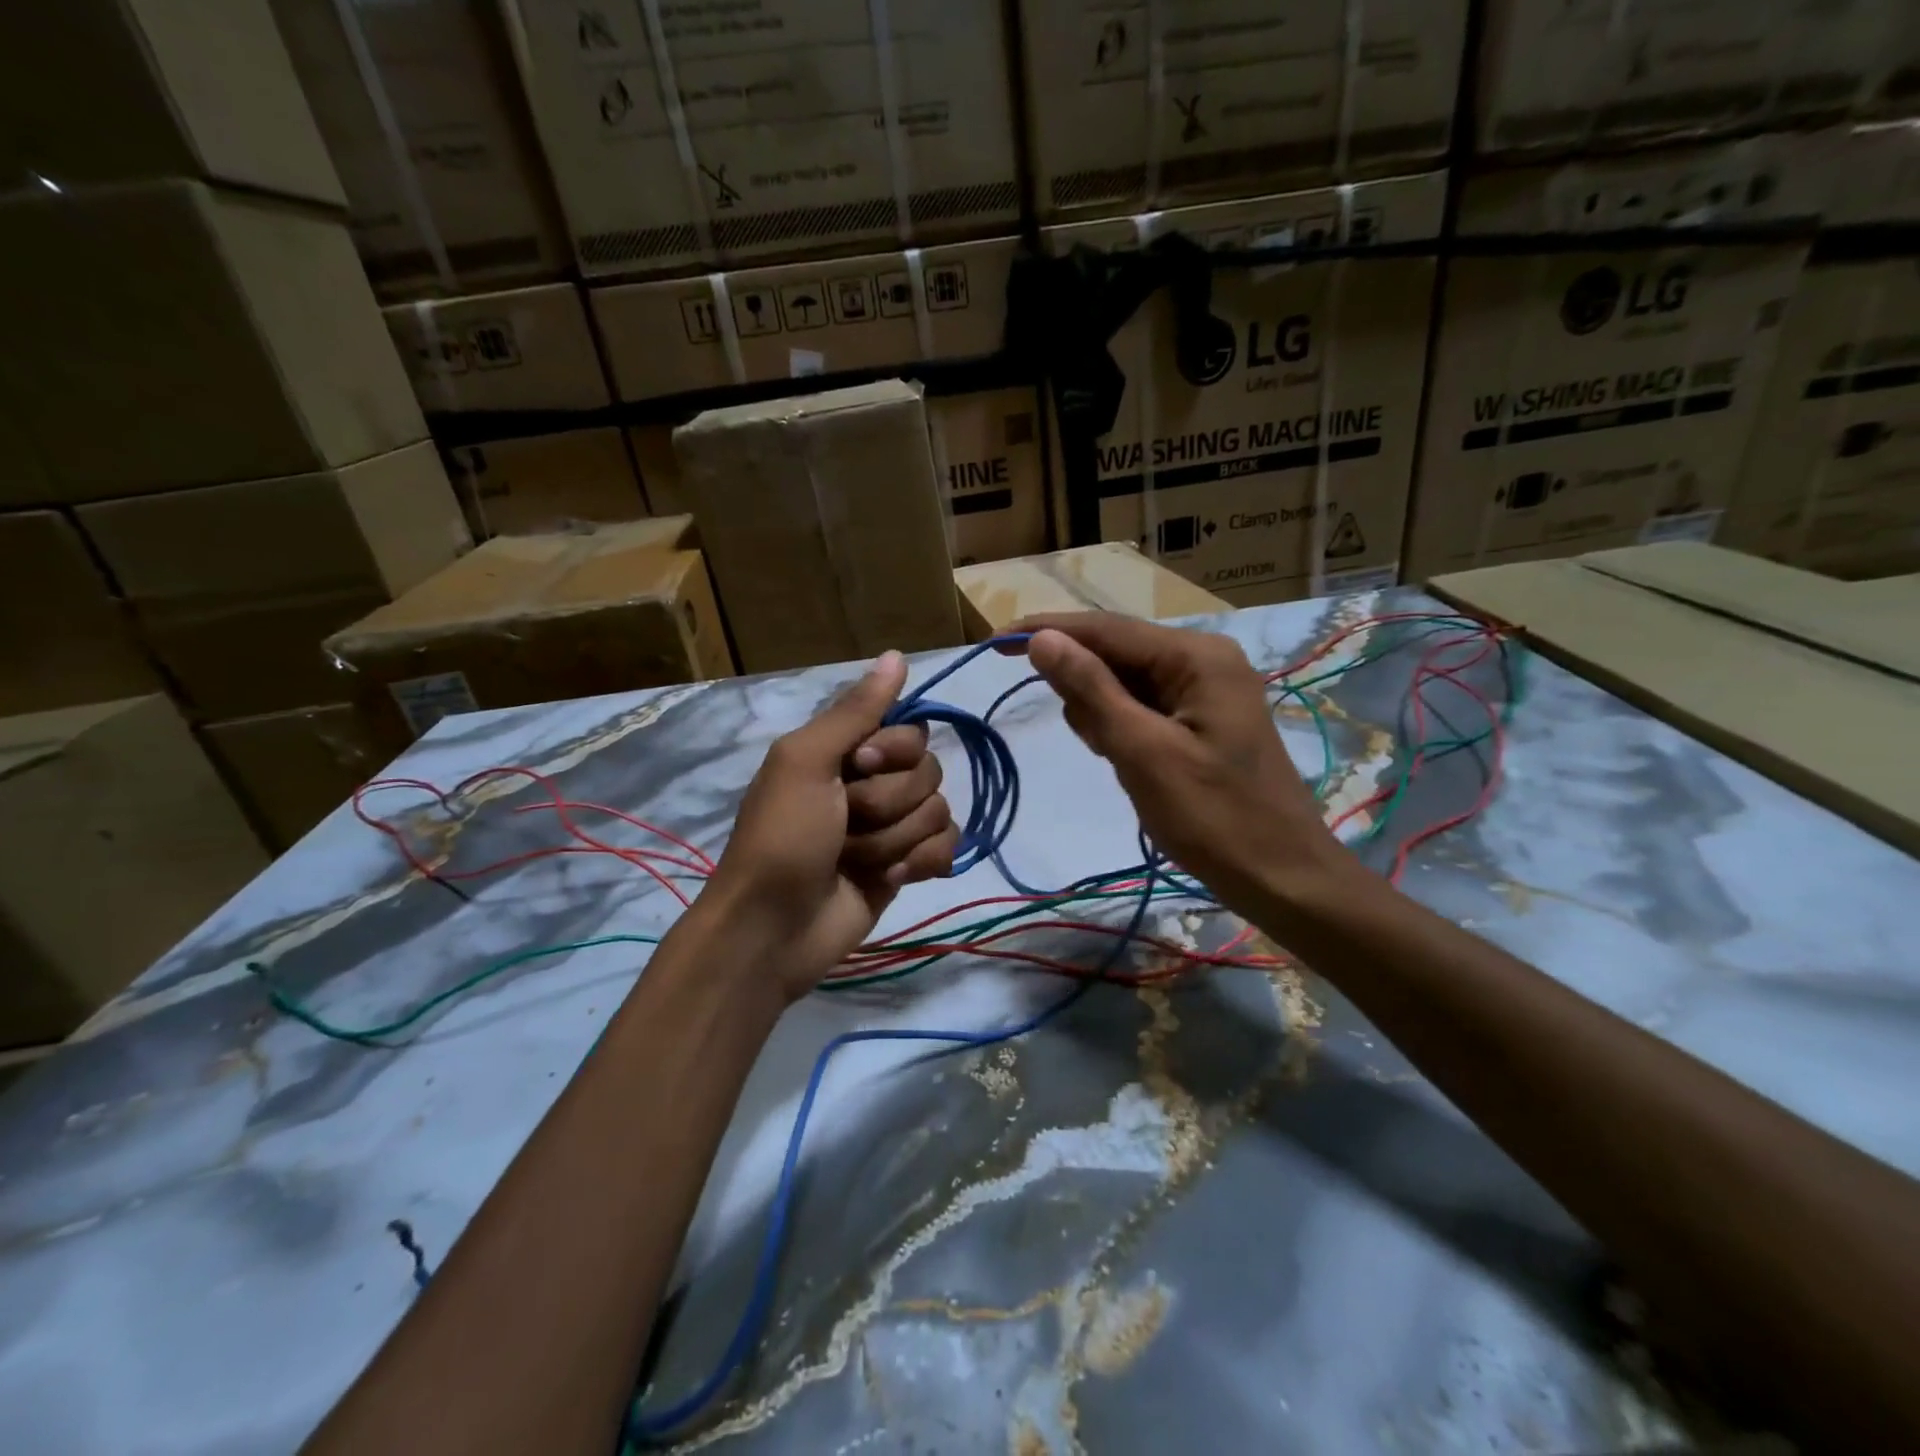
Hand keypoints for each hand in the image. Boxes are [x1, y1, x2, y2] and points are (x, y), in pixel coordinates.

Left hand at [701, 651, 958, 1001]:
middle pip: (928, 771)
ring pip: (938, 811)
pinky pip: (946, 847)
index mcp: (847, 750)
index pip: (910, 729)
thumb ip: (855, 710)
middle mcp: (875, 781)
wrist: (774, 928)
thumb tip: (898, 654)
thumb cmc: (783, 836)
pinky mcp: (908, 866)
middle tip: (846, 823)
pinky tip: (887, 879)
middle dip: (888, 803)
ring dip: (895, 839)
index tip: (857, 767)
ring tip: (855, 859)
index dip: (893, 751)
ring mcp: (893, 826)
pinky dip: (918, 863)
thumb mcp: (806, 761)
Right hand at [1007, 613, 1345, 915]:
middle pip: (1115, 652)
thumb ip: (1091, 690)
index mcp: (1196, 656)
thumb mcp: (1142, 752)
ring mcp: (1204, 689)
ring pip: (1124, 683)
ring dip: (1103, 714)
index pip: (1105, 628)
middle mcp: (1202, 659)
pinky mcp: (1201, 719)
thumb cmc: (1214, 818)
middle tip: (1095, 743)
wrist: (1282, 877)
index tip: (993, 643)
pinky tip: (1130, 762)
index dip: (1046, 631)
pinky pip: (1142, 707)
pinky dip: (1122, 729)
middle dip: (1085, 689)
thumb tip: (1040, 638)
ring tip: (1121, 761)